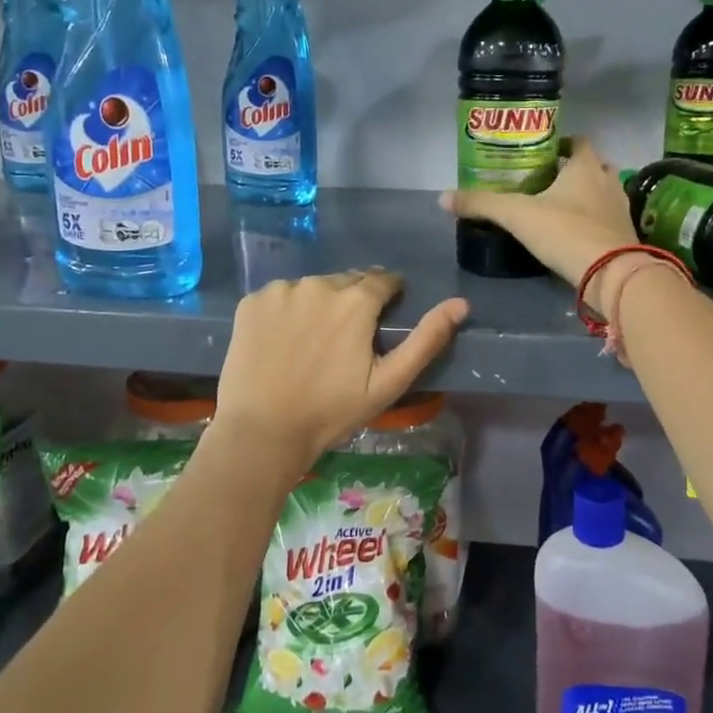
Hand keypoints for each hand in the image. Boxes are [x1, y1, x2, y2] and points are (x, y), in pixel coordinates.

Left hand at [214, 269, 468, 460]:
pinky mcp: (251, 302)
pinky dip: (286, 312)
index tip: (381, 320)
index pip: (382, 280)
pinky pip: (280, 297)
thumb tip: (461, 303)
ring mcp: (281, 291)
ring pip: (312, 288)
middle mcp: (318, 284)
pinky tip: (283, 342)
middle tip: (346, 340)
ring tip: (313, 343)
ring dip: (319, 305)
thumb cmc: (332, 412)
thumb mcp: (388, 383)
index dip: (388, 297)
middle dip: (353, 302)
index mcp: (355, 301)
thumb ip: (426, 340)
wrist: (262, 432)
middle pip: (346, 282)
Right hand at [442, 136, 649, 316]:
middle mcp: (607, 182)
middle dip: (573, 171)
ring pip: (602, 193)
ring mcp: (620, 210)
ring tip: (557, 207)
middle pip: (593, 166)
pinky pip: (606, 220)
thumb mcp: (517, 215)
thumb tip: (442, 197)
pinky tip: (572, 234)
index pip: (579, 142)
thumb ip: (482, 204)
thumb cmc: (566, 232)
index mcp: (585, 167)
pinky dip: (592, 221)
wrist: (612, 275)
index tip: (543, 152)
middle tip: (546, 181)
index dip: (563, 143)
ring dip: (585, 196)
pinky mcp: (624, 237)